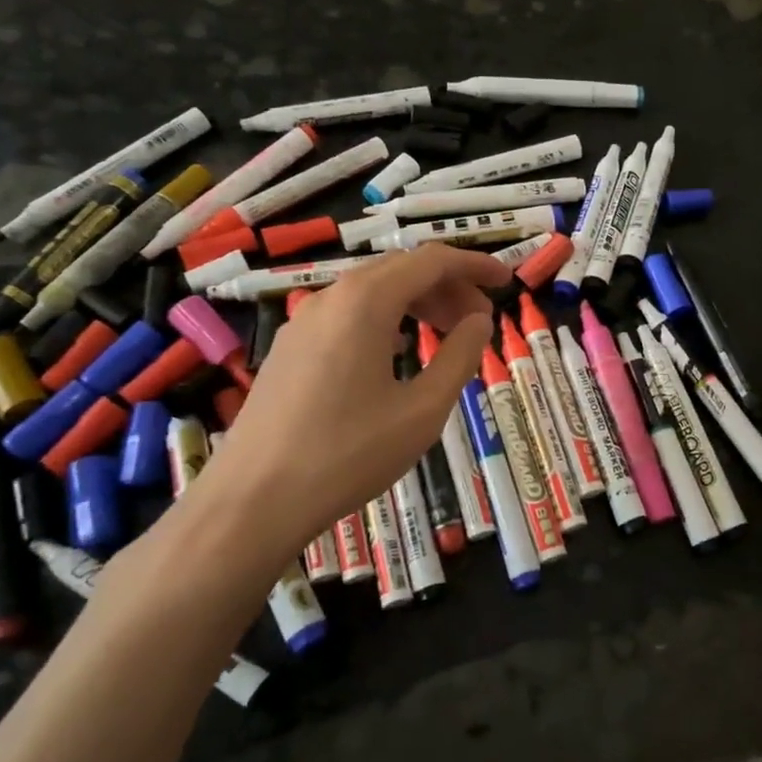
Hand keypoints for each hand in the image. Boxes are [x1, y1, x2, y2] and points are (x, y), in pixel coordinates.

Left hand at [183, 244, 508, 587]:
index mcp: (366, 302)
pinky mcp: (290, 349)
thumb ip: (459, 356)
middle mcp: (331, 298)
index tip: (507, 281)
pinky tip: (399, 352)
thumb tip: (480, 320)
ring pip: (372, 291)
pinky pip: (348, 314)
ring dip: (417, 302)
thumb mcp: (423, 410)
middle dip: (449, 286)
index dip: (475, 265)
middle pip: (401, 270)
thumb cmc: (348, 455)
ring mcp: (303, 322)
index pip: (432, 261)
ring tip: (448, 335)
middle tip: (482, 319)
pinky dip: (387, 319)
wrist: (253, 501)